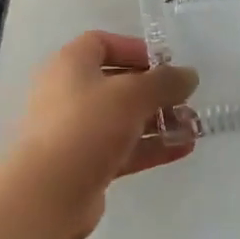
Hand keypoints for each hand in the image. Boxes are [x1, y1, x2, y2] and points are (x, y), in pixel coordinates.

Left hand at [0, 31, 198, 238]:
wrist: (46, 195)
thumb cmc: (87, 127)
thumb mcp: (133, 94)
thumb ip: (165, 81)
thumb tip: (189, 75)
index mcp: (70, 65)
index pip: (102, 44)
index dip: (135, 49)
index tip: (165, 63)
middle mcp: (69, 93)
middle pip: (117, 83)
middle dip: (154, 91)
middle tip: (185, 99)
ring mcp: (76, 132)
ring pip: (123, 119)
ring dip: (158, 120)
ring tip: (192, 127)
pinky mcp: (85, 165)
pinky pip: (123, 148)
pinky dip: (150, 146)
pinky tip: (183, 149)